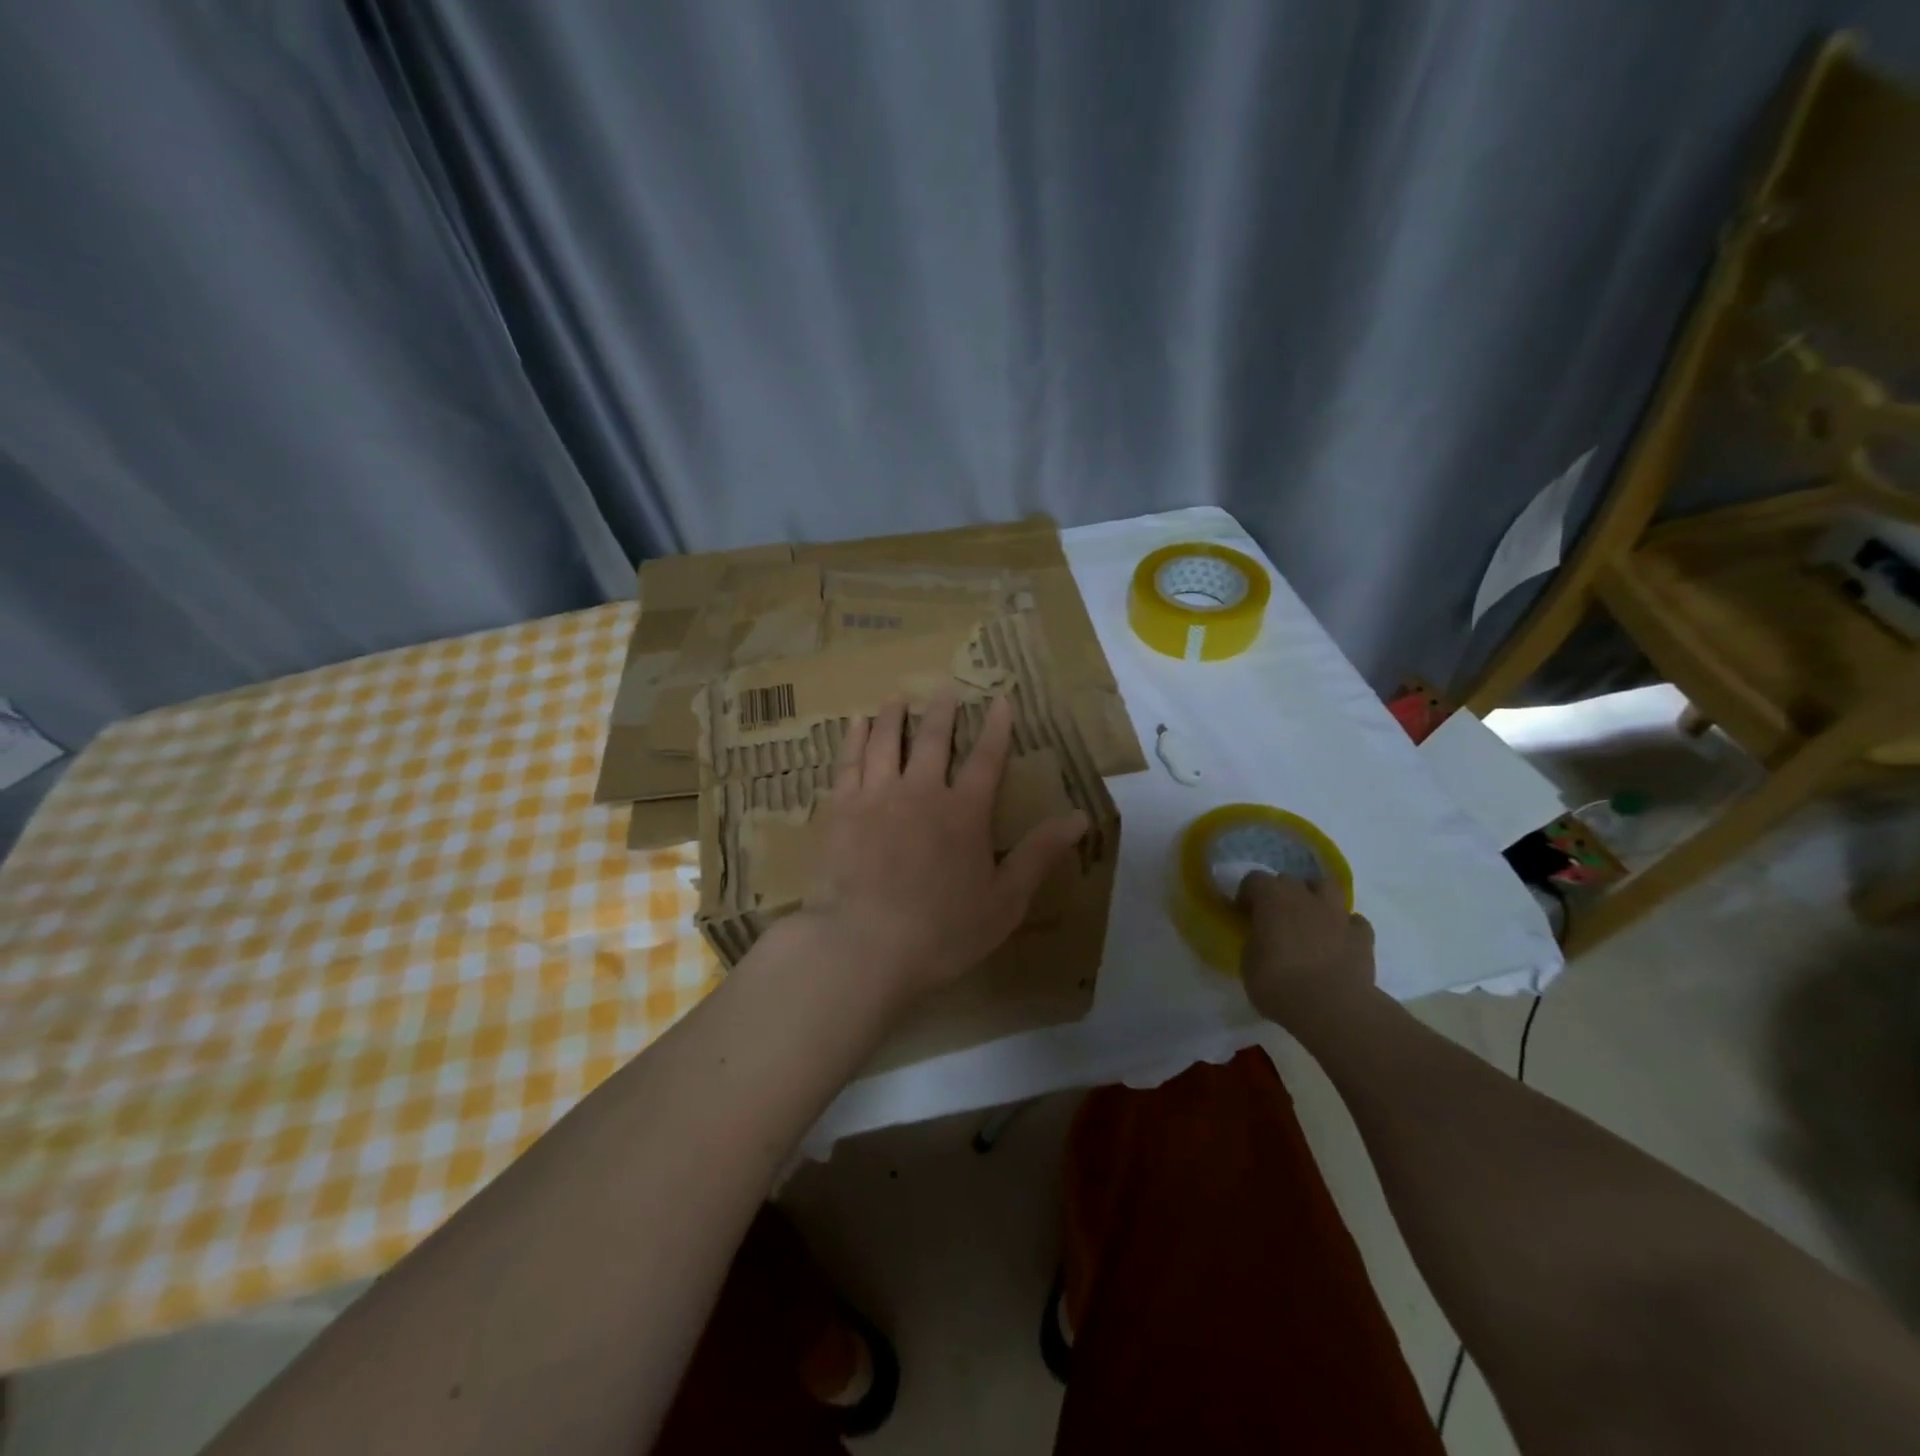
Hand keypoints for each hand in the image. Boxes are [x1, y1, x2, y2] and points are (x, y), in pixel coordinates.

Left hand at [797, 693, 1089, 1007]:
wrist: (864, 946)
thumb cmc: (942, 932)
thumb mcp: (1005, 900)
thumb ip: (1040, 854)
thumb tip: (1079, 817)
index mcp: (964, 813)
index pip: (986, 759)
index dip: (997, 728)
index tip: (1000, 700)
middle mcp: (920, 792)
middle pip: (932, 740)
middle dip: (941, 712)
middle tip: (944, 689)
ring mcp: (876, 797)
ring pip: (885, 742)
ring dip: (892, 716)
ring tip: (896, 699)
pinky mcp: (840, 811)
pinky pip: (847, 763)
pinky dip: (853, 739)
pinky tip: (854, 725)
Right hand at [1238, 873, 1376, 1034]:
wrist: (1332, 1007)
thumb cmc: (1279, 984)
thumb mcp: (1248, 964)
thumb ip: (1254, 943)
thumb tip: (1260, 941)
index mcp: (1272, 898)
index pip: (1254, 880)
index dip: (1247, 894)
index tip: (1243, 913)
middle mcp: (1305, 897)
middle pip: (1289, 880)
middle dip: (1280, 894)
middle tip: (1274, 918)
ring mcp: (1337, 914)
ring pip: (1328, 887)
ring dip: (1316, 897)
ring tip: (1309, 917)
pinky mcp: (1363, 936)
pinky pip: (1354, 922)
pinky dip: (1345, 927)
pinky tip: (1338, 942)